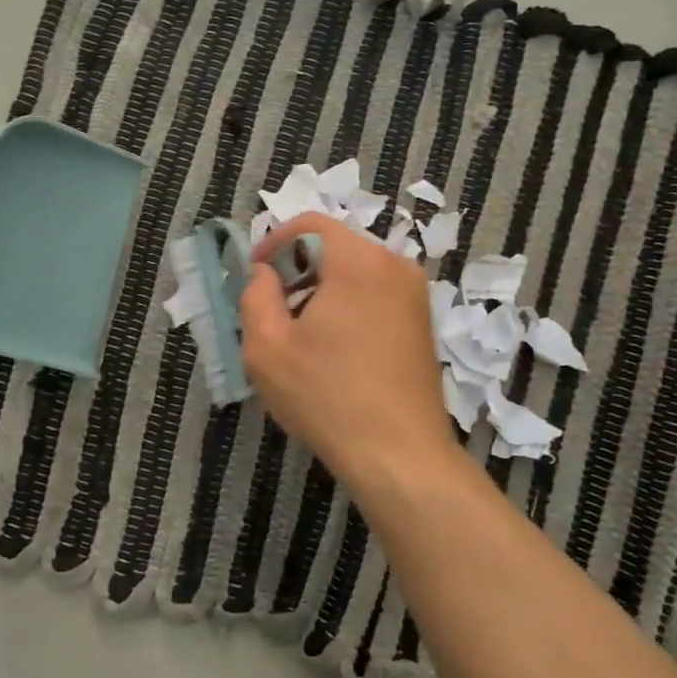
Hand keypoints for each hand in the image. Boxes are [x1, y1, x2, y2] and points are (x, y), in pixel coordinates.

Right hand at [239, 213, 459, 497]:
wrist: (400, 453)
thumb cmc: (327, 396)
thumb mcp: (268, 347)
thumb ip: (255, 295)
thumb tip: (264, 273)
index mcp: (358, 261)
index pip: (311, 224)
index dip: (274, 242)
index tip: (253, 274)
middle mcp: (394, 266)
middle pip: (336, 247)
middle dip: (298, 269)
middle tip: (272, 308)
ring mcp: (416, 295)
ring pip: (357, 273)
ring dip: (323, 290)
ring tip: (300, 334)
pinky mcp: (423, 323)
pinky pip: (378, 295)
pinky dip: (350, 306)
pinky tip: (335, 350)